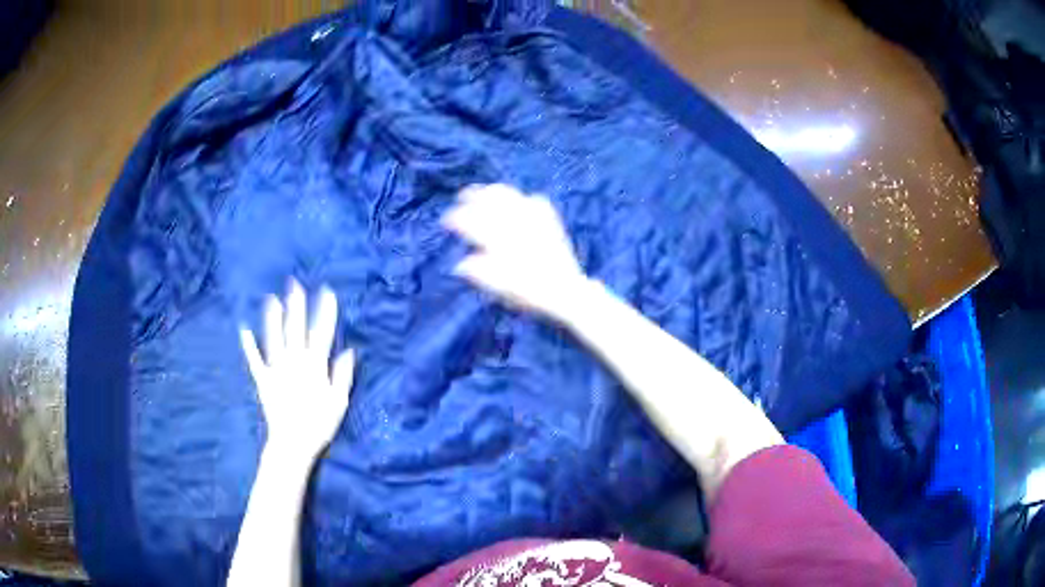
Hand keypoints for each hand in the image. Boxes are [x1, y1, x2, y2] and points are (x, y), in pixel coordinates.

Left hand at [240, 280, 354, 462]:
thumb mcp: (339, 402)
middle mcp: (294, 362)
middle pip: (295, 329)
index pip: (321, 333)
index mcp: (314, 366)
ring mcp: (276, 369)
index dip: (325, 311)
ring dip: (272, 318)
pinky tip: (244, 330)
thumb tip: (349, 350)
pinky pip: (254, 359)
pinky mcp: (263, 379)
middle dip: (296, 305)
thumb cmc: (319, 425)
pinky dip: (249, 345)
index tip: (327, 292)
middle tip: (294, 284)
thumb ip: (343, 375)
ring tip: (271, 298)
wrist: (293, 444)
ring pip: (274, 338)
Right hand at [443, 184, 589, 320]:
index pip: (472, 222)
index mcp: (501, 241)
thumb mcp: (501, 289)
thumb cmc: (531, 294)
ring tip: (483, 192)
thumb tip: (460, 264)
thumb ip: (480, 274)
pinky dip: (520, 198)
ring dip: (493, 191)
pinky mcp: (549, 219)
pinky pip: (533, 199)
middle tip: (461, 197)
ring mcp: (534, 219)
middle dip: (472, 196)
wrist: (567, 291)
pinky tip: (516, 202)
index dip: (456, 218)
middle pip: (489, 200)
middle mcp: (516, 224)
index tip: (446, 221)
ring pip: (510, 194)